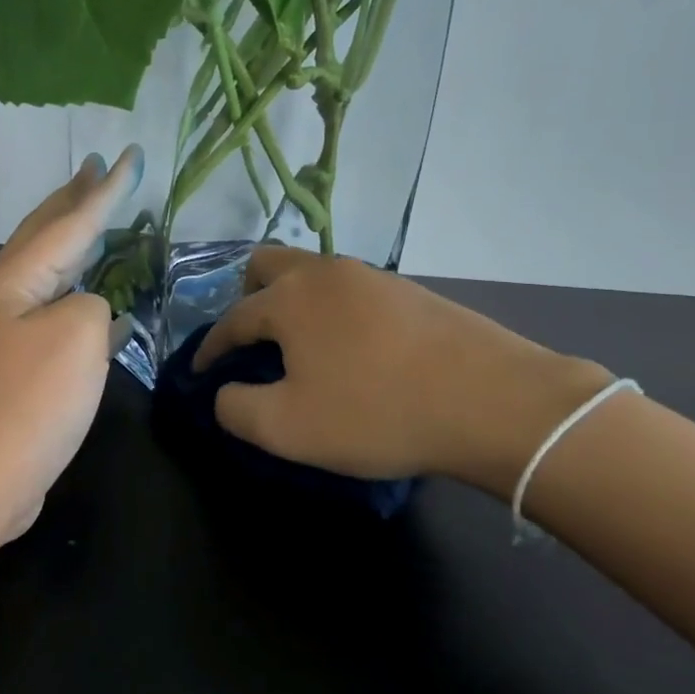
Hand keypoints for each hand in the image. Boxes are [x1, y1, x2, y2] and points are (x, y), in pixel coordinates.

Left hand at [0, 147, 142, 542]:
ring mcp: (0, 334)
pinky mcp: (10, 369)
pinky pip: (49, 314)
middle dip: (72, 200)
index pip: (70, 221)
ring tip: (93, 220)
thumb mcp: (78, 337)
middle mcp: (0, 297)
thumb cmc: (29, 402)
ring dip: (71, 245)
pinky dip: (74, 297)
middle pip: (43, 236)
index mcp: (13, 279)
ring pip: (45, 274)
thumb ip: (92, 304)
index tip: (128, 155)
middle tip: (95, 168)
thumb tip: (87, 312)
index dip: (105, 189)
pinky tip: (95, 302)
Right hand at [194, 247, 611, 496]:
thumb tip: (225, 392)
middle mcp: (326, 272)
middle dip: (246, 299)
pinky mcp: (411, 291)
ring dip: (292, 304)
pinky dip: (332, 312)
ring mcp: (374, 276)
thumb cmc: (376, 413)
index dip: (210, 349)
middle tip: (250, 342)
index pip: (231, 319)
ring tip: (300, 349)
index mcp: (289, 298)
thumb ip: (235, 409)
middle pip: (267, 265)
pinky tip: (351, 350)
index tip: (200, 373)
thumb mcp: (287, 428)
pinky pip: (351, 291)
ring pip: (312, 275)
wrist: (494, 402)